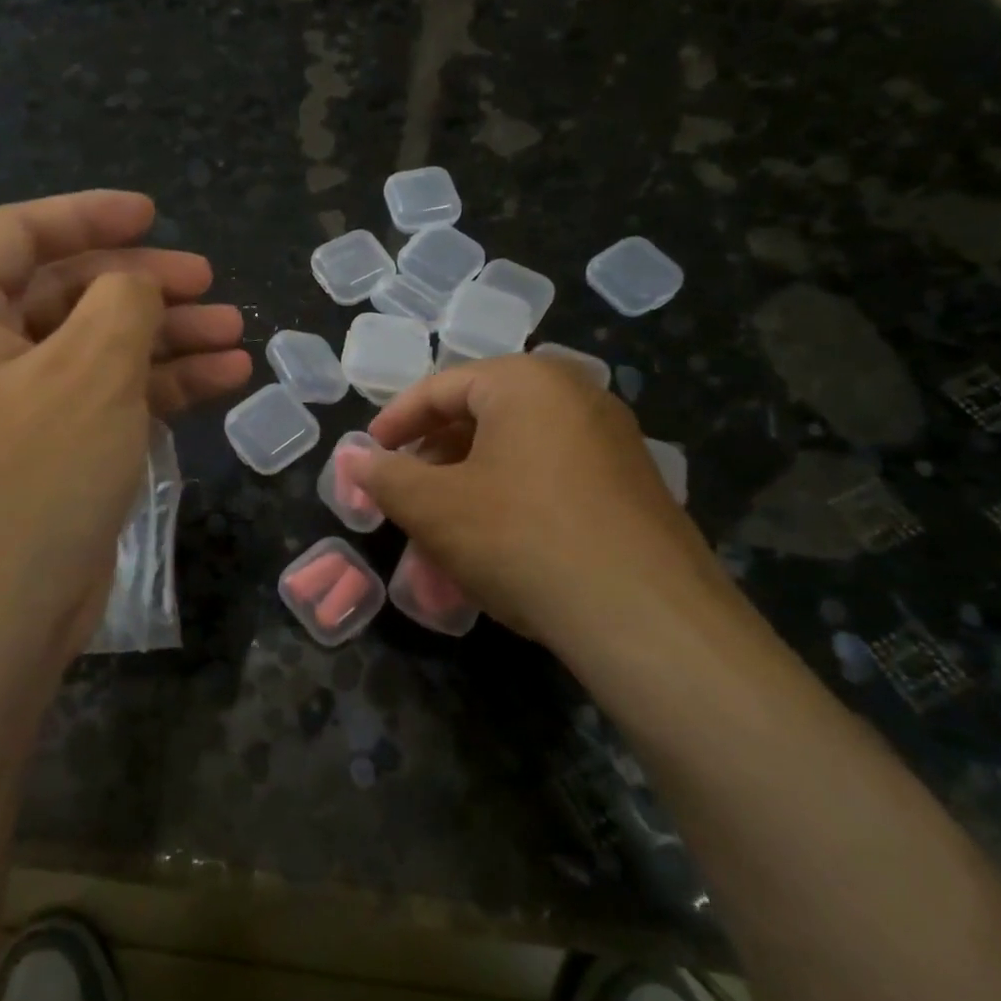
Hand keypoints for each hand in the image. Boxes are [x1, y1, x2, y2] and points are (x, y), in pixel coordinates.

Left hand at [0, 191, 250, 670]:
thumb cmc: (31, 477)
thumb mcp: (89, 369)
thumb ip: (124, 300)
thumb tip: (138, 285)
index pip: (20, 234)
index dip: (90, 216)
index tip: (154, 213)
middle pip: (66, 291)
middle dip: (143, 284)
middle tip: (209, 283)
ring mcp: (11, 405)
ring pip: (94, 346)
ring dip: (164, 336)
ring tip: (234, 332)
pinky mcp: (46, 451)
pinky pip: (104, 396)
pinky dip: (158, 385)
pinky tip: (223, 377)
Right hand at [360, 354, 727, 653]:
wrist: (646, 618)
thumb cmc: (521, 537)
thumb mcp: (434, 507)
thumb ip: (385, 476)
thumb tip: (353, 458)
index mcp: (526, 381)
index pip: (441, 387)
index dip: (394, 421)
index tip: (368, 455)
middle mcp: (575, 396)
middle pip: (480, 417)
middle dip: (432, 460)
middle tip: (403, 496)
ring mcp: (611, 441)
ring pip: (514, 454)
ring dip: (467, 489)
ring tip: (439, 534)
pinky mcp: (632, 487)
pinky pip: (550, 480)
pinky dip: (509, 503)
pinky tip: (492, 550)